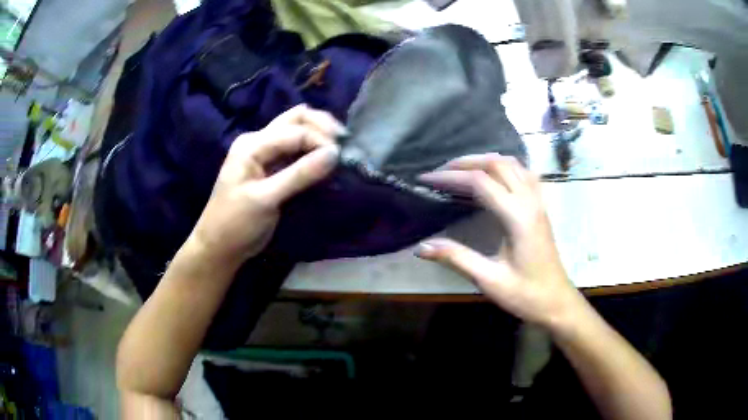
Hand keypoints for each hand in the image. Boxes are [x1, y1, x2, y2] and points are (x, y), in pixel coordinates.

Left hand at [189, 105, 343, 264]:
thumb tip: (334, 154)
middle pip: (296, 119)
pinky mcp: (272, 167)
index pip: (295, 131)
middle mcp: (259, 141)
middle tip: (344, 144)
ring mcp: (265, 153)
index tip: (341, 158)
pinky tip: (326, 159)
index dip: (320, 141)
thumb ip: (299, 174)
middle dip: (322, 126)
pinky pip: (296, 150)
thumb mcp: (265, 199)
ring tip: (339, 149)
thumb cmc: (236, 223)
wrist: (219, 246)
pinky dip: (313, 150)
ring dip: (319, 135)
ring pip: (297, 130)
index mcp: (252, 144)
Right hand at [416, 154, 584, 327]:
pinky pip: (524, 173)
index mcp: (518, 217)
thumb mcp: (489, 280)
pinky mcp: (541, 207)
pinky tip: (493, 176)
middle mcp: (530, 201)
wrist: (557, 302)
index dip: (450, 176)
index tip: (426, 178)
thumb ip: (457, 258)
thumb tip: (421, 247)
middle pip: (497, 164)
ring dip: (485, 160)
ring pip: (512, 164)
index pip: (480, 182)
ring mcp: (538, 202)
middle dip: (465, 162)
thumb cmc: (526, 294)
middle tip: (440, 171)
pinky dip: (504, 166)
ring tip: (462, 169)